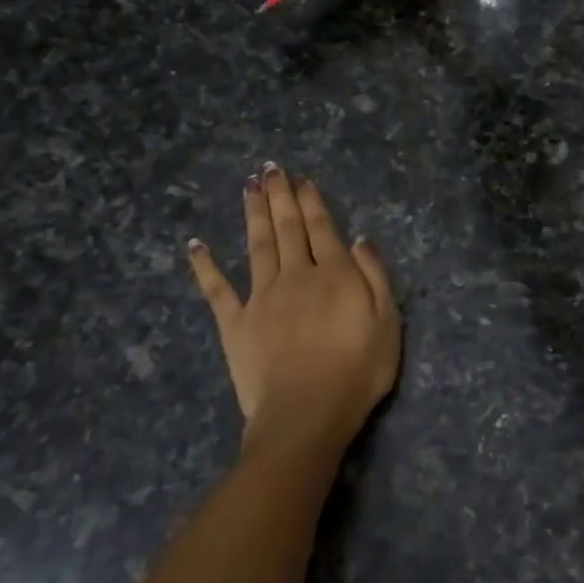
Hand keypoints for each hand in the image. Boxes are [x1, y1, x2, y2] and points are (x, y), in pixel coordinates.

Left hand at [187, 165, 399, 466]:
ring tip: (248, 187)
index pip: (321, 228)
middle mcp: (295, 275)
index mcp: (333, 275)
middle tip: (270, 169)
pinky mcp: (235, 323)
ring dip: (252, 214)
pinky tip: (195, 244)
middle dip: (280, 196)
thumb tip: (360, 240)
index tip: (302, 180)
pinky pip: (217, 289)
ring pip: (256, 245)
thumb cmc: (357, 372)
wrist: (306, 413)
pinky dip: (205, 265)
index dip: (311, 202)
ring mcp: (261, 297)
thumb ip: (375, 278)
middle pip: (287, 228)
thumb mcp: (388, 324)